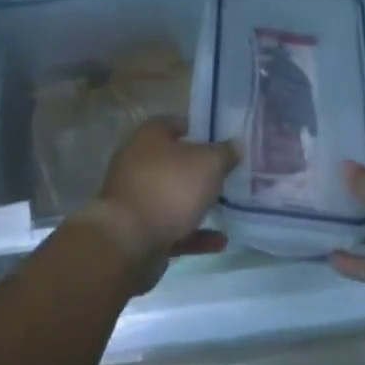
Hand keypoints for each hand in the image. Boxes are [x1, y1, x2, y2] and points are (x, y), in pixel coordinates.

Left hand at [77, 120, 238, 292]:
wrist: (128, 241)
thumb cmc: (170, 188)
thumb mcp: (208, 164)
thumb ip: (225, 153)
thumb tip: (236, 144)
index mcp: (150, 137)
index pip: (175, 123)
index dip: (199, 129)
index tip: (222, 140)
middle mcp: (137, 162)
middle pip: (173, 161)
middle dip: (198, 169)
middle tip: (227, 174)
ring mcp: (136, 198)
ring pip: (171, 196)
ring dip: (196, 203)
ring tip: (226, 207)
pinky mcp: (138, 230)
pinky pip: (171, 228)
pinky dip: (193, 233)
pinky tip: (219, 241)